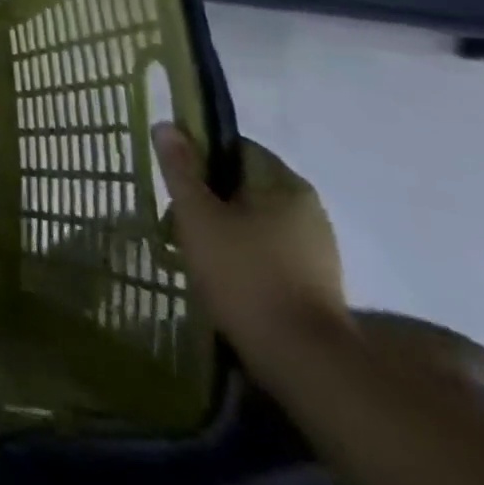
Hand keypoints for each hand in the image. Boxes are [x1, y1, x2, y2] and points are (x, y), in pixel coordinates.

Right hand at [152, 122, 348, 375]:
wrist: (303, 360)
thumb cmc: (243, 275)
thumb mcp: (197, 215)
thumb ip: (180, 169)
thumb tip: (167, 125)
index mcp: (284, 183)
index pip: (236, 147)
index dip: (200, 156)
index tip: (175, 182)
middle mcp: (307, 207)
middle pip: (244, 184)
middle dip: (208, 197)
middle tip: (176, 221)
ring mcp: (316, 246)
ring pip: (255, 219)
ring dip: (223, 228)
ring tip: (193, 252)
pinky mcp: (315, 281)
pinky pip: (269, 249)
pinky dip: (243, 255)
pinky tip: (221, 277)